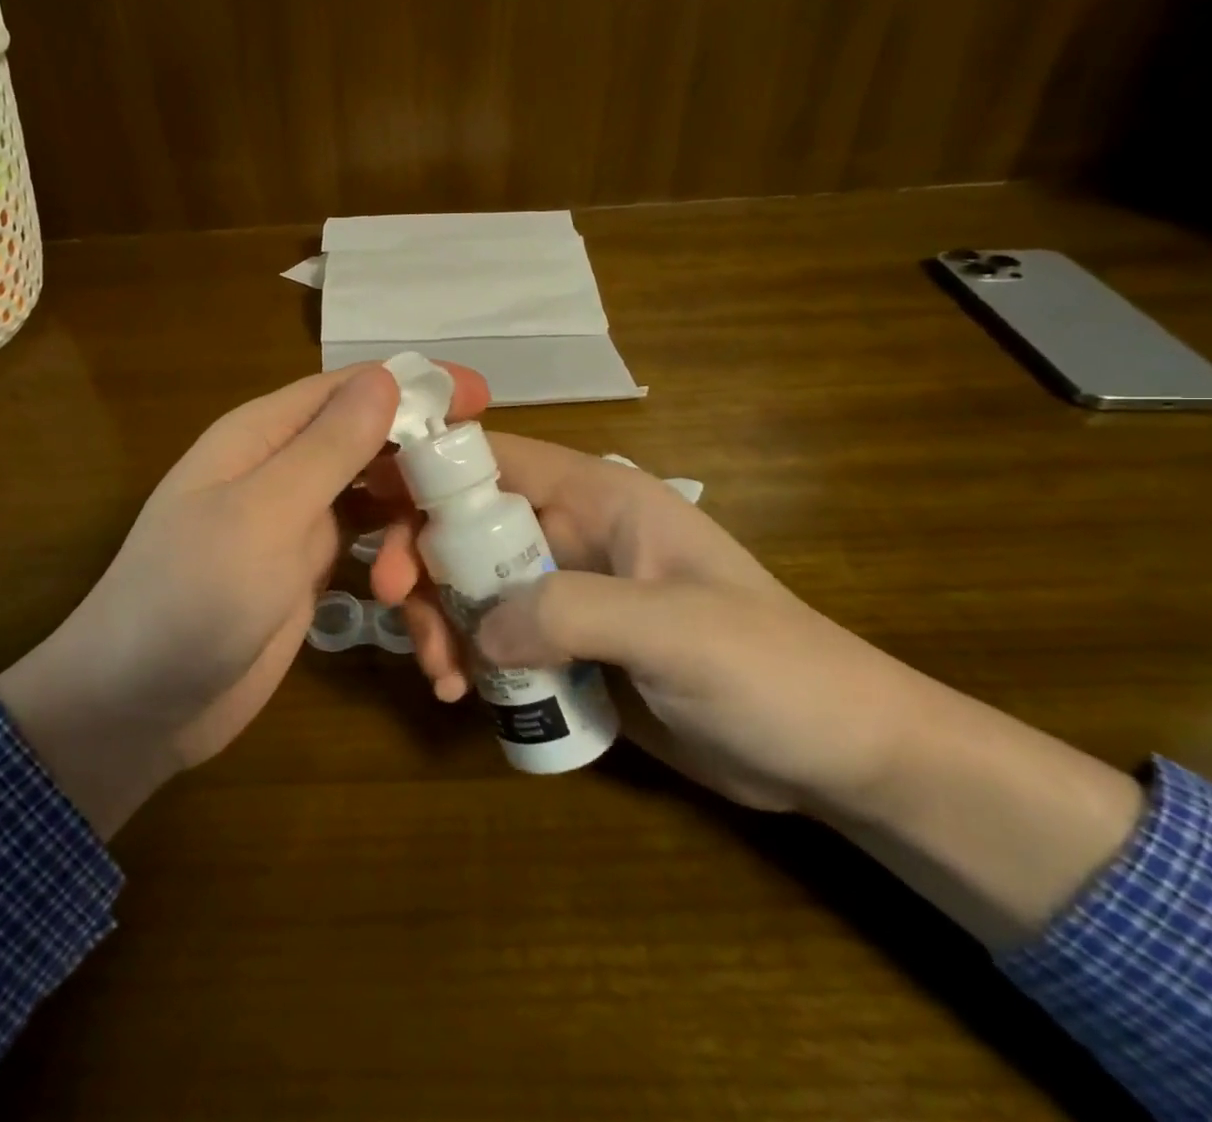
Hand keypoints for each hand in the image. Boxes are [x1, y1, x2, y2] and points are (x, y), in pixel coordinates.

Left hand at [0, 361, 487, 836]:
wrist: (139, 707)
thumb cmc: (191, 596)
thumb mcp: (264, 513)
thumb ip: (328, 447)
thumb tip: (387, 376)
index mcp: (263, 436)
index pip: (348, 389)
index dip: (415, 385)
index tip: (484, 397)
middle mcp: (282, 470)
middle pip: (371, 444)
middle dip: (425, 467)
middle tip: (484, 499)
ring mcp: (296, 524)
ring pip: (377, 502)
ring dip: (412, 532)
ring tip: (421, 582)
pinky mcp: (308, 574)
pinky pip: (369, 553)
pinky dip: (399, 571)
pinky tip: (420, 604)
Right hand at [370, 432, 922, 813]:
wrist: (837, 755)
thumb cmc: (771, 670)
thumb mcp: (676, 630)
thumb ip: (570, 613)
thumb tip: (476, 630)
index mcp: (597, 497)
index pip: (494, 458)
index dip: (429, 470)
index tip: (374, 509)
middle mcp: (570, 533)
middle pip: (464, 524)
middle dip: (424, 562)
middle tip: (401, 611)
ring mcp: (564, 590)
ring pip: (469, 583)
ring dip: (439, 619)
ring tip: (442, 677)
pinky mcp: (565, 645)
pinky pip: (491, 635)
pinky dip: (464, 657)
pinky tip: (460, 692)